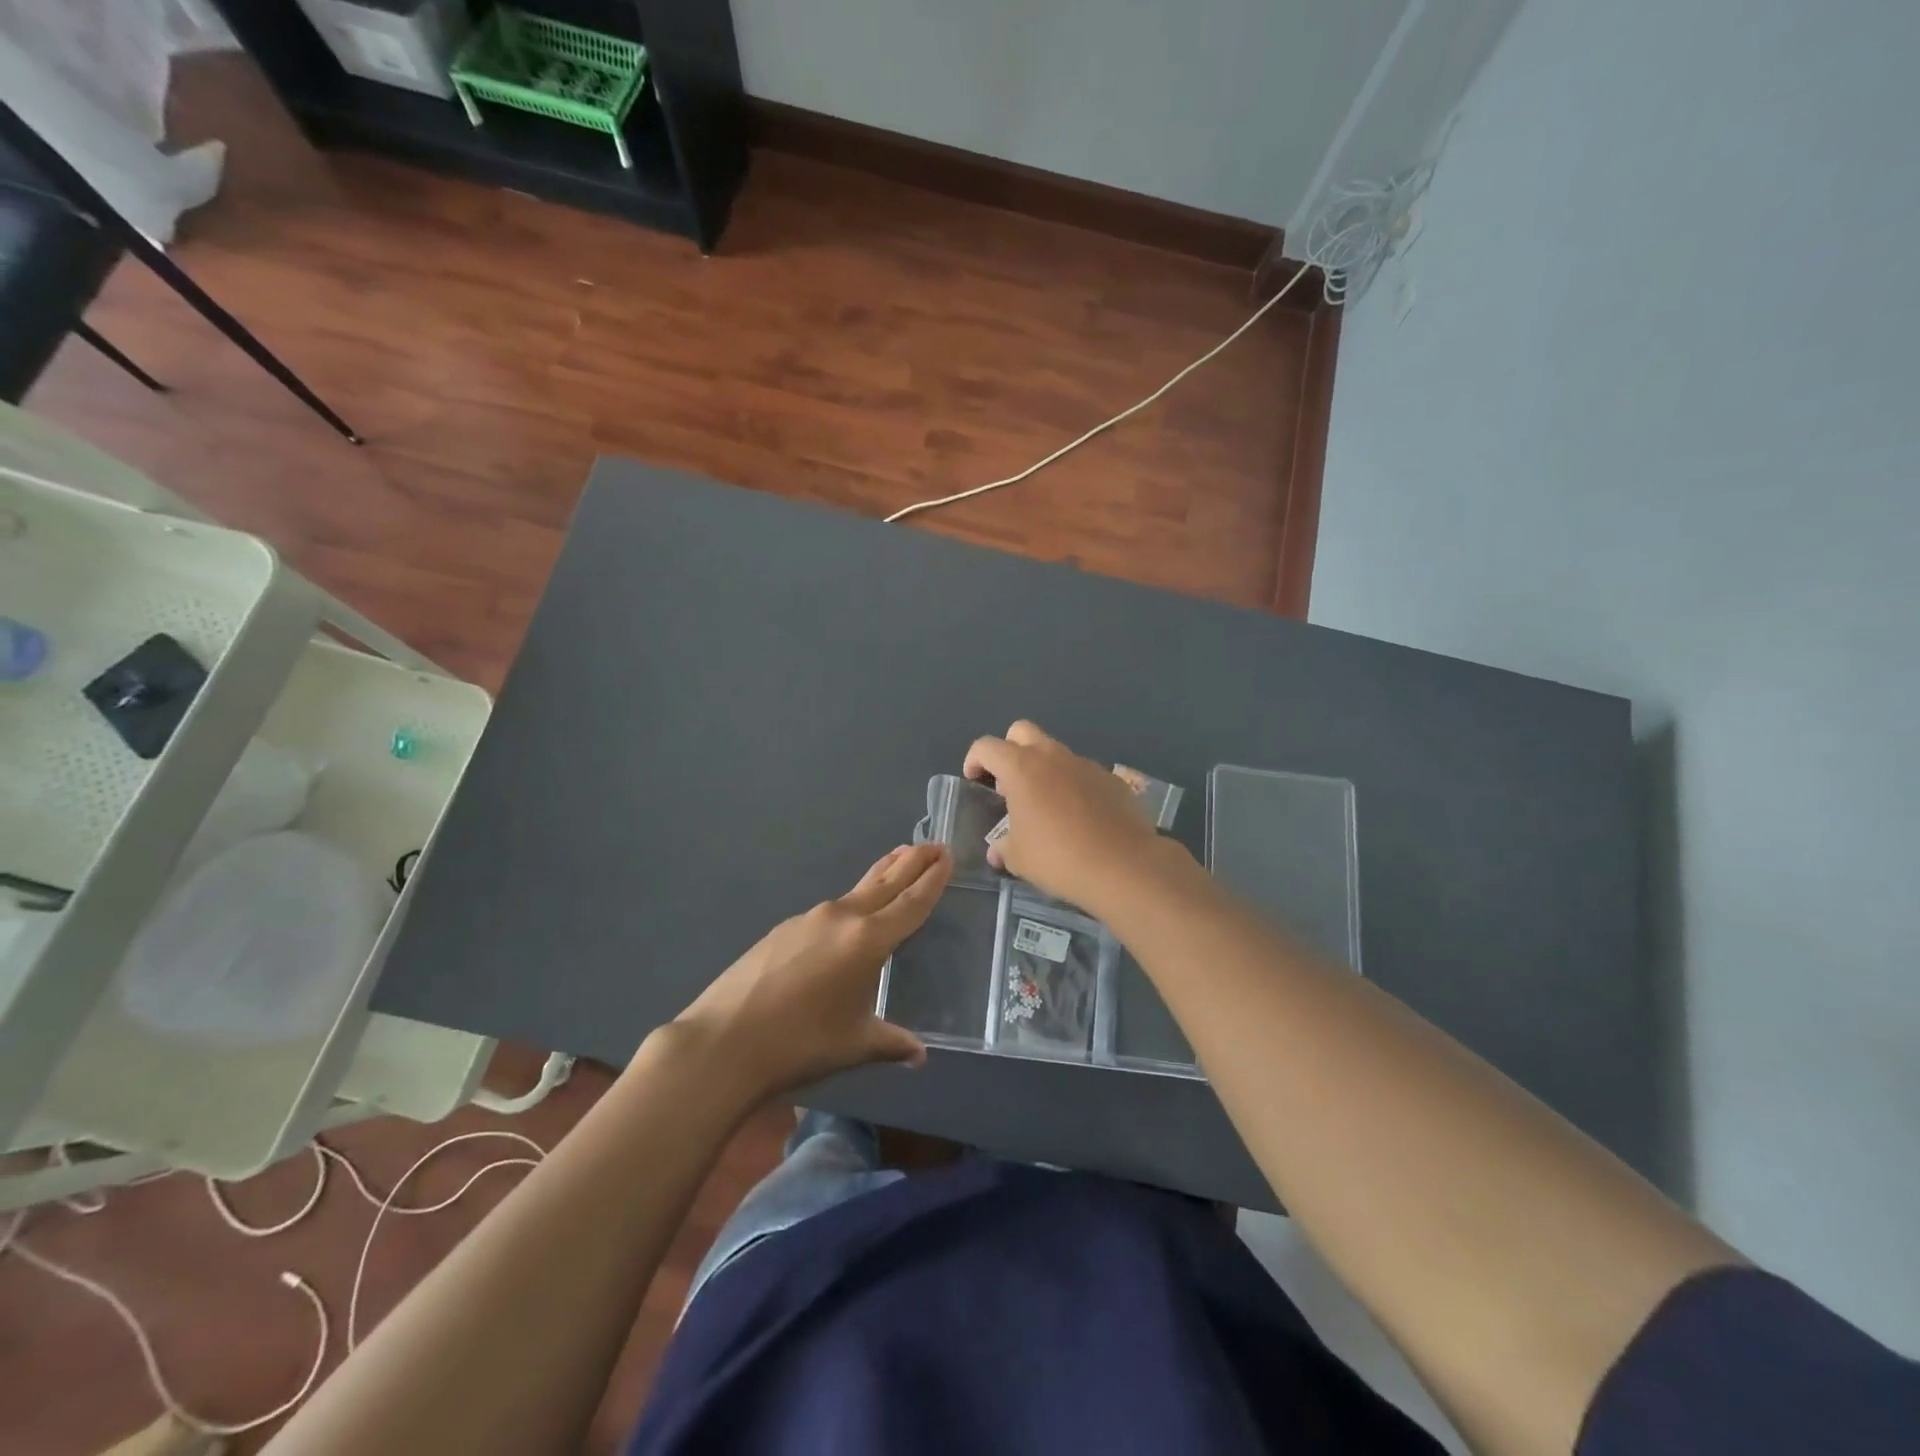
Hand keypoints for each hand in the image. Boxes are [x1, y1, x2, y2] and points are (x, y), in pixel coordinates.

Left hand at [674, 843, 951, 1101]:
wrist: (723, 1042)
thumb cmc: (800, 1045)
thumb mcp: (855, 1045)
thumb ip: (892, 1043)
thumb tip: (919, 1054)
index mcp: (868, 941)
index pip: (911, 903)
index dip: (932, 880)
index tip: (947, 856)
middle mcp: (842, 918)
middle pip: (885, 882)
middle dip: (912, 862)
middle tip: (934, 844)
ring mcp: (808, 919)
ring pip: (856, 892)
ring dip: (880, 877)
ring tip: (896, 863)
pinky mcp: (783, 929)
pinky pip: (829, 910)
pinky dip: (851, 904)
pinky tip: (848, 920)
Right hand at [964, 720, 1179, 917]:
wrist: (1123, 865)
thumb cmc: (1058, 858)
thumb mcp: (1018, 858)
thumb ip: (1003, 847)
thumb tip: (998, 850)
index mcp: (1021, 768)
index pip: (986, 746)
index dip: (974, 760)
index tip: (975, 781)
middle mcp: (1052, 756)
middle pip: (1022, 731)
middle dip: (1009, 750)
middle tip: (1009, 784)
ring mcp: (1085, 764)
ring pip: (1056, 753)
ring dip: (1044, 770)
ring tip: (1046, 807)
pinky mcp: (1112, 779)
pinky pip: (1083, 774)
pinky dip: (1074, 787)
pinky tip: (1079, 818)